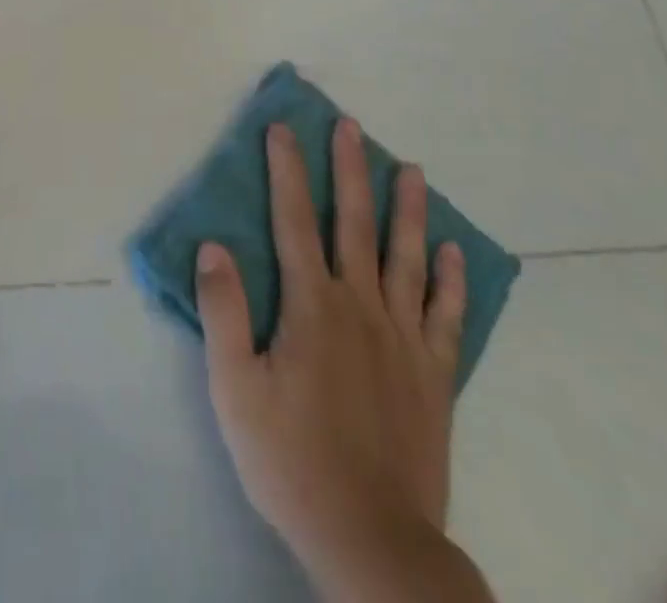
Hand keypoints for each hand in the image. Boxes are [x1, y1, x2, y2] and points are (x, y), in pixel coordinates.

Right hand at [197, 118, 466, 571]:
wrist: (372, 541)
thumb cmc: (290, 459)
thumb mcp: (235, 388)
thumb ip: (223, 312)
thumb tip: (214, 246)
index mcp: (311, 306)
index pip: (294, 221)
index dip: (287, 170)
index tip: (283, 128)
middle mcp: (360, 308)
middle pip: (353, 224)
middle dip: (349, 170)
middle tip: (351, 126)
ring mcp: (403, 340)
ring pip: (406, 258)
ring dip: (406, 209)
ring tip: (411, 169)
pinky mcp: (433, 376)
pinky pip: (445, 316)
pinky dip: (450, 280)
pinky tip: (452, 251)